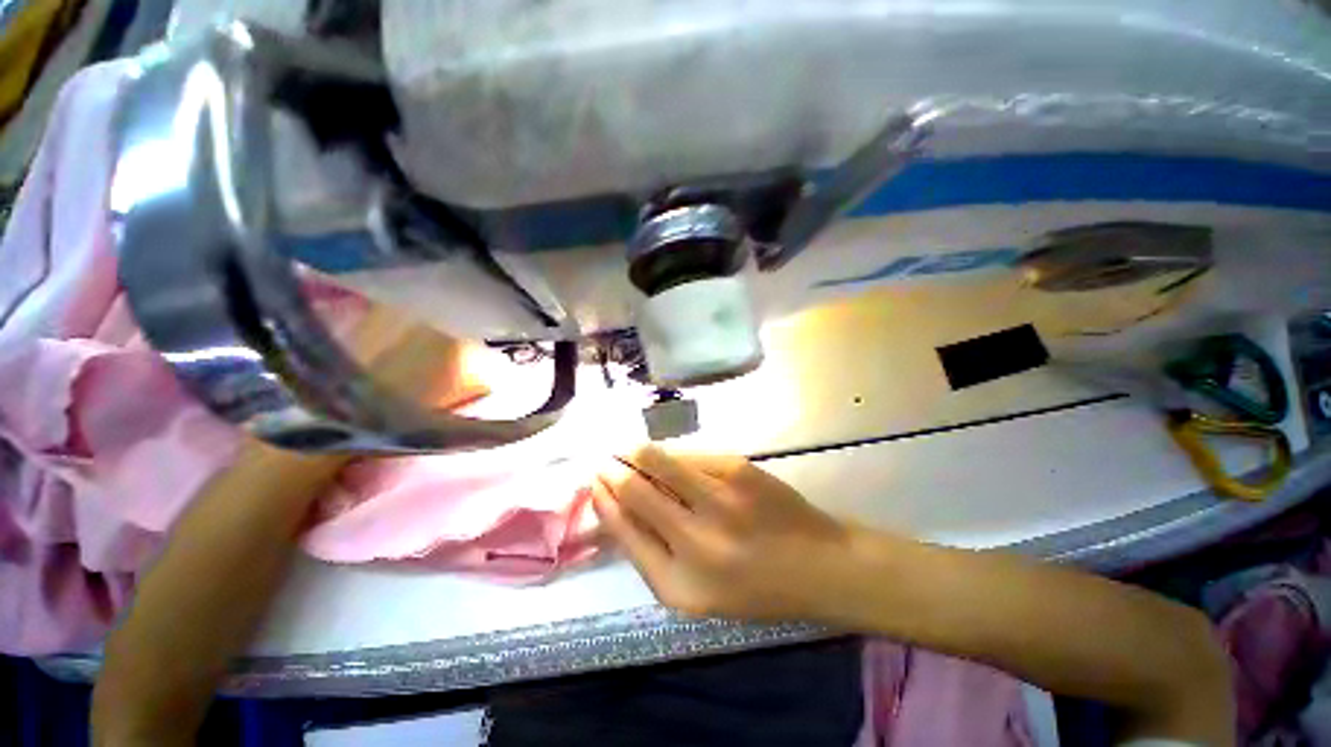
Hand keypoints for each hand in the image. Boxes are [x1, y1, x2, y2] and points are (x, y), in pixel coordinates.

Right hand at [593, 446, 862, 622]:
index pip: (623, 530)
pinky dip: (672, 455)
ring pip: (659, 461)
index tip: (595, 483)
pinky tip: (670, 457)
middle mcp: (695, 541)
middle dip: (612, 470)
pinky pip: (689, 455)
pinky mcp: (738, 470)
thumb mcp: (696, 592)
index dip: (603, 500)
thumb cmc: (754, 587)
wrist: (817, 564)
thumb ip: (653, 553)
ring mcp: (719, 499)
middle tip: (605, 460)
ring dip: (636, 452)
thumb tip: (617, 507)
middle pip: (635, 490)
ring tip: (629, 450)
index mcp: (679, 584)